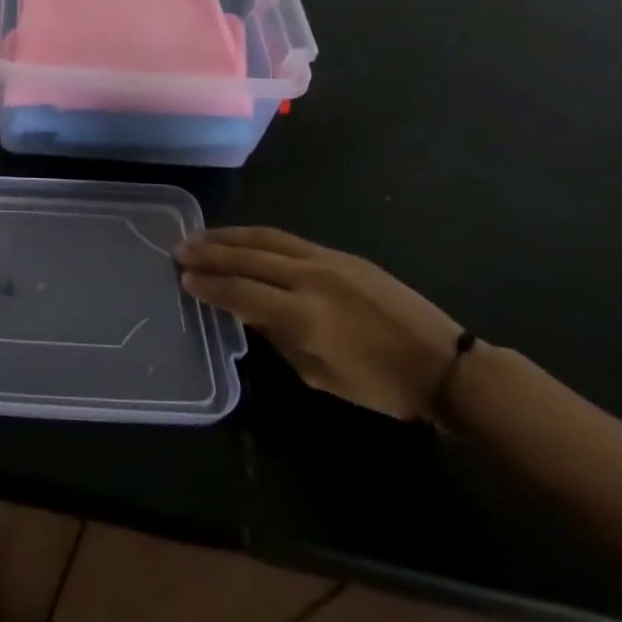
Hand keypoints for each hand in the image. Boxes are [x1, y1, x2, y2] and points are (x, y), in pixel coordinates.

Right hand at [177, 227, 460, 421]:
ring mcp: (326, 260)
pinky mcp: (340, 255)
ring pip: (265, 239)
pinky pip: (287, 239)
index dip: (209, 286)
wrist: (443, 364)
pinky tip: (241, 238)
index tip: (184, 280)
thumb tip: (248, 310)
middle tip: (179, 250)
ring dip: (228, 236)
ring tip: (200, 236)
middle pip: (246, 258)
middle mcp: (309, 278)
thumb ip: (277, 337)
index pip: (240, 291)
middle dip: (209, 253)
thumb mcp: (318, 375)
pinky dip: (256, 237)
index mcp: (303, 316)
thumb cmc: (379, 384)